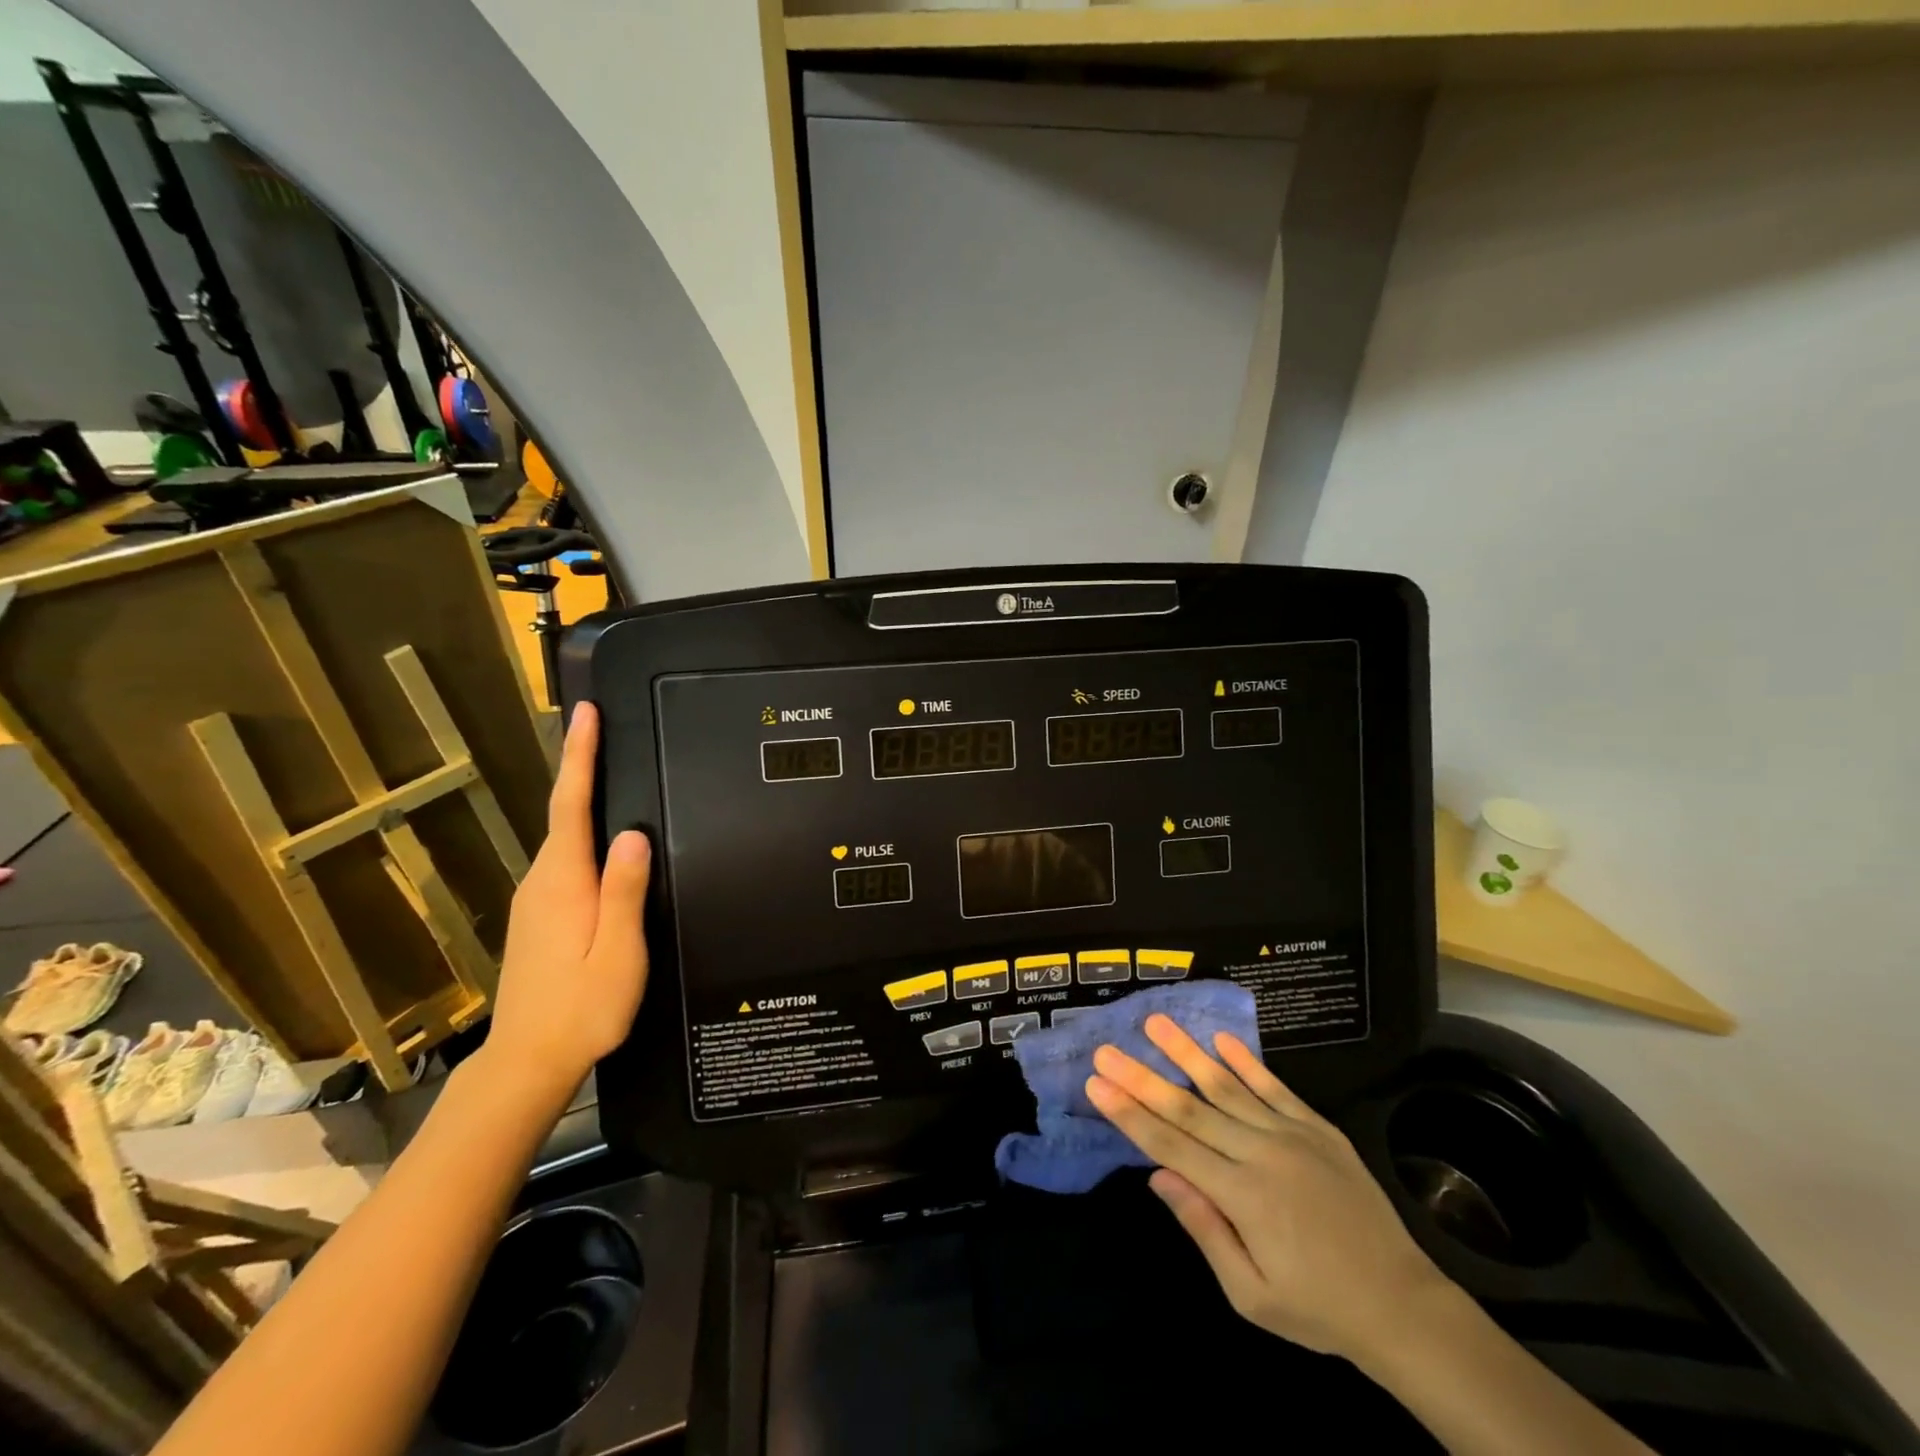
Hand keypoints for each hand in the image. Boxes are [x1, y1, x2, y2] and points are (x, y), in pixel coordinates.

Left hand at [483, 702, 650, 1101]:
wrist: (527, 1062)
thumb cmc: (582, 1009)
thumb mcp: (617, 951)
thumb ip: (624, 891)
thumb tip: (633, 833)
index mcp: (564, 882)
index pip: (571, 805)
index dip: (579, 757)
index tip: (586, 714)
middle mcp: (542, 882)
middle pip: (565, 814)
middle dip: (582, 769)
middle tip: (607, 730)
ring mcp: (535, 901)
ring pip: (565, 839)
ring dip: (583, 802)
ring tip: (611, 775)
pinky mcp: (538, 918)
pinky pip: (565, 862)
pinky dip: (582, 837)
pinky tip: (604, 845)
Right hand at [1087, 1015, 1451, 1363]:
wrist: (1403, 1306)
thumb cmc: (1318, 1307)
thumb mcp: (1252, 1295)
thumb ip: (1203, 1229)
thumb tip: (1158, 1175)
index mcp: (1241, 1196)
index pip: (1171, 1144)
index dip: (1130, 1113)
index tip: (1096, 1084)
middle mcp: (1260, 1153)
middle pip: (1189, 1107)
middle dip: (1142, 1077)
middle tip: (1107, 1050)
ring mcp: (1291, 1135)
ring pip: (1227, 1085)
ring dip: (1186, 1052)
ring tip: (1155, 1022)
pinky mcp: (1318, 1127)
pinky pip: (1275, 1086)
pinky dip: (1246, 1061)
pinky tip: (1221, 1039)